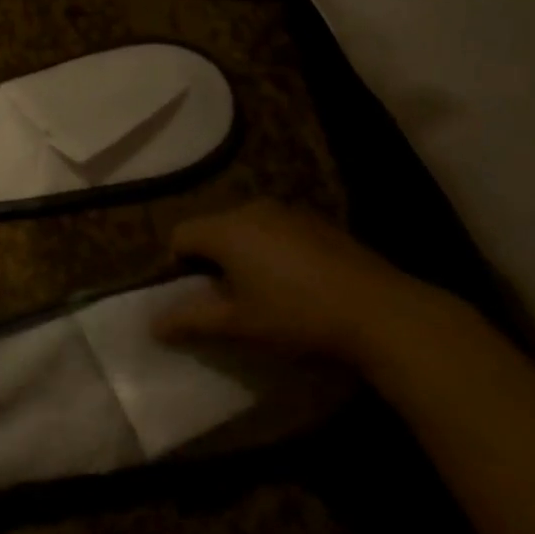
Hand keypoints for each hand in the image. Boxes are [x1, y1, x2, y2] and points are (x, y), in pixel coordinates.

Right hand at [160, 200, 472, 367]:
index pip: (180, 235)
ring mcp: (290, 212)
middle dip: (210, 259)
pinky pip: (277, 230)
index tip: (193, 297)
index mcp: (228, 229)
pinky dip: (272, 250)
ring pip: (246, 228)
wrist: (381, 312)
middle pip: (213, 228)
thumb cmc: (297, 316)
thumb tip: (153, 323)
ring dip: (242, 254)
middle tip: (225, 298)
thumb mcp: (239, 324)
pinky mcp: (319, 222)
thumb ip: (191, 320)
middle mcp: (254, 209)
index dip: (176, 266)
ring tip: (261, 292)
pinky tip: (296, 283)